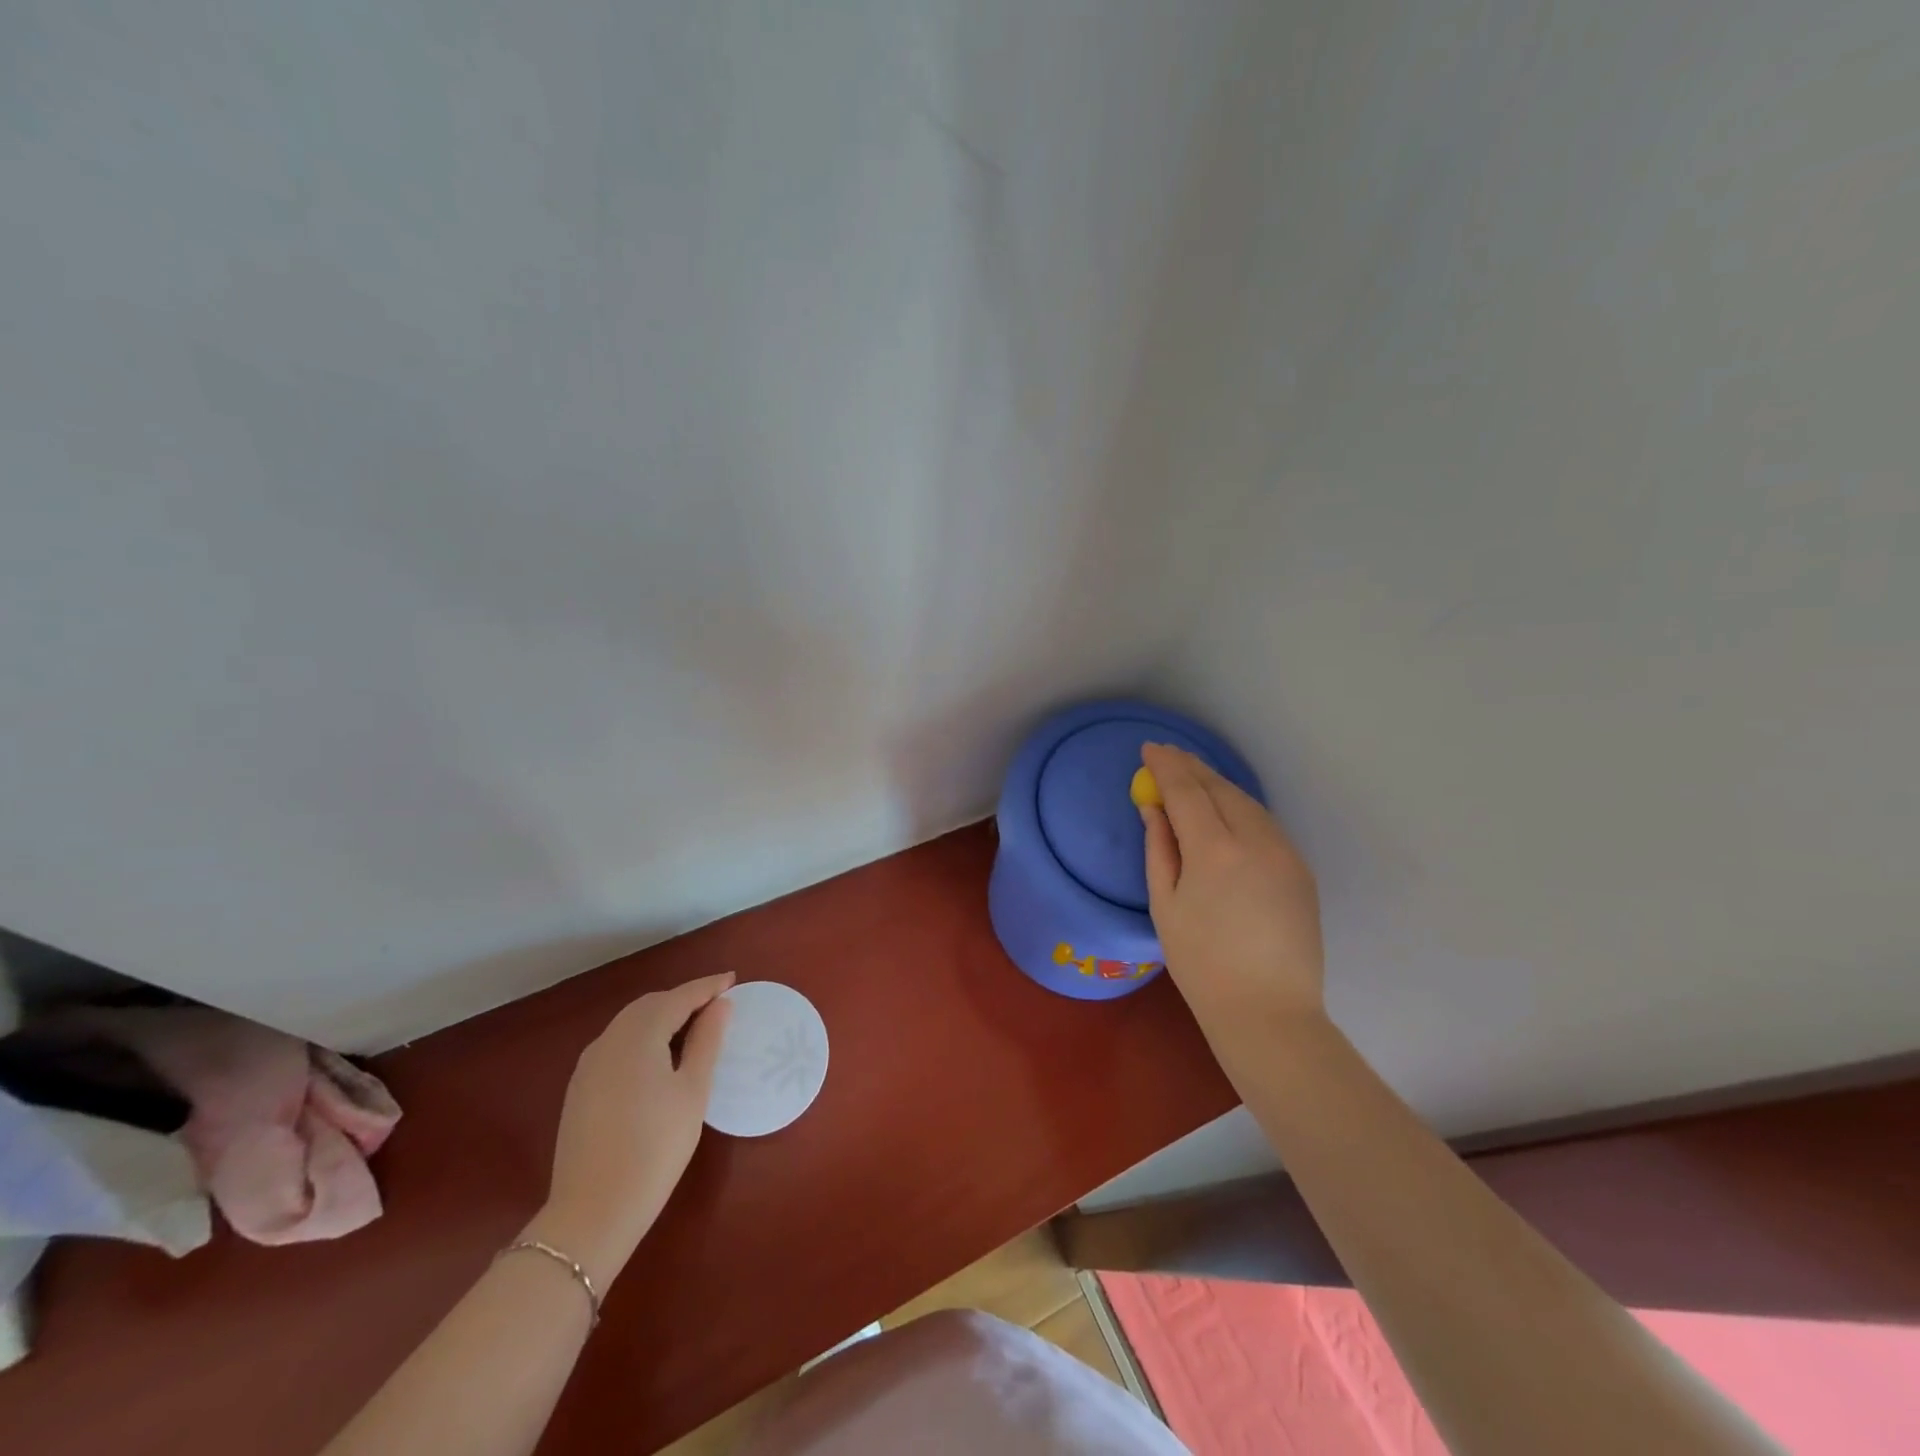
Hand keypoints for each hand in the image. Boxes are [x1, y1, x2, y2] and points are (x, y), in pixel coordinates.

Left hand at [527, 973, 733, 1288]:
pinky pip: (617, 1044)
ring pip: (631, 1023)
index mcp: (638, 1035)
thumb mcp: (692, 1091)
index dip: (707, 987)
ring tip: (693, 1028)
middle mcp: (608, 1040)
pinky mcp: (580, 1088)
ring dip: (663, 1017)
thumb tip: (720, 1005)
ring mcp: (589, 1064)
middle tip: (717, 1005)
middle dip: (684, 999)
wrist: (592, 1213)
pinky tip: (659, 1057)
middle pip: (651, 1005)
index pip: (678, 997)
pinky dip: (643, 1037)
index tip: (733, 979)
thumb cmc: (655, 1148)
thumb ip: (707, 1041)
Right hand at [1138, 743, 1324, 1033]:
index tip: (1149, 749)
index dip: (1166, 766)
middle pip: (1220, 788)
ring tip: (1192, 777)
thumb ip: (1159, 848)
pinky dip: (1239, 808)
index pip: (1186, 790)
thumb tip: (1154, 808)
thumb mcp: (1165, 905)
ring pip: (1247, 802)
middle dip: (1191, 768)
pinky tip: (1224, 811)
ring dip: (1217, 785)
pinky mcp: (1300, 868)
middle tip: (1168, 755)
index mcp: (1215, 851)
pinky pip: (1264, 824)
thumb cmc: (1202, 964)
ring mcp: (1285, 853)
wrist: (1269, 1011)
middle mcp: (1256, 840)